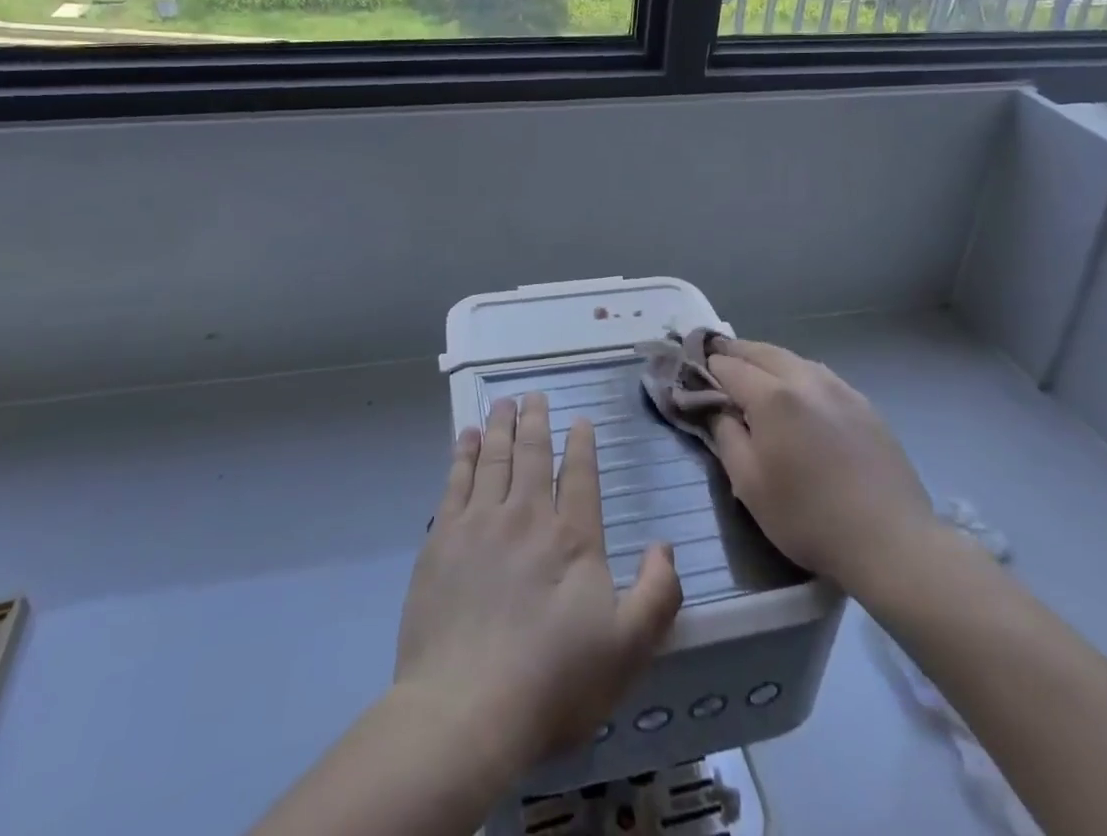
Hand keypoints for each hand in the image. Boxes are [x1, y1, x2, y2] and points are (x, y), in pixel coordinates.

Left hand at [395, 392, 682, 768]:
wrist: (464, 711)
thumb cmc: (552, 683)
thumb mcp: (627, 650)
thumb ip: (657, 595)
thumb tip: (664, 546)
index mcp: (572, 538)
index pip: (580, 475)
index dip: (582, 444)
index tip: (580, 420)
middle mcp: (527, 516)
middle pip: (533, 454)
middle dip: (536, 420)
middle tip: (534, 395)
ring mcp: (480, 523)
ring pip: (494, 457)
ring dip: (500, 426)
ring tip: (503, 402)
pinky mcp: (442, 540)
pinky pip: (455, 480)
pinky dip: (463, 453)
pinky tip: (465, 437)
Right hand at [707, 339, 943, 597]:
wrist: (890, 540)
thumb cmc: (808, 517)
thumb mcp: (749, 484)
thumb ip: (726, 437)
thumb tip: (719, 409)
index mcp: (772, 395)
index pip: (728, 366)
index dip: (705, 366)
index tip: (691, 371)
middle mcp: (805, 379)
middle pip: (761, 351)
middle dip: (734, 352)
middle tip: (716, 358)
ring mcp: (840, 388)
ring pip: (793, 359)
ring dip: (766, 359)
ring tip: (753, 371)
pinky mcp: (864, 404)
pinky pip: (820, 375)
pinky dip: (797, 373)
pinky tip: (797, 392)